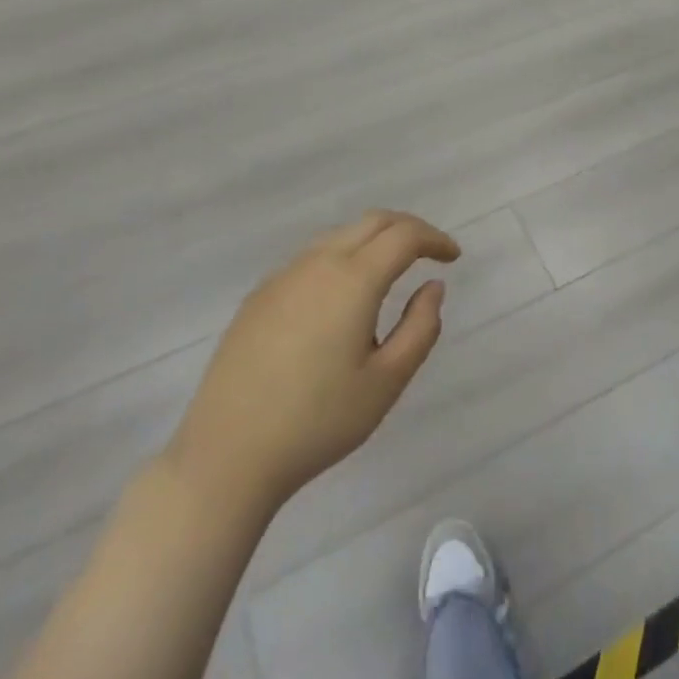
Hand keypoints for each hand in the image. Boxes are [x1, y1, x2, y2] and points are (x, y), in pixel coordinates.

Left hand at [166, 211, 459, 517]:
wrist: (226, 456)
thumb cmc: (317, 422)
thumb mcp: (386, 382)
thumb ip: (420, 328)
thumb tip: (432, 286)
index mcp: (353, 279)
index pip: (404, 236)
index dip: (435, 239)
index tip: (453, 258)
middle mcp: (318, 263)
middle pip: (373, 222)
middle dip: (408, 229)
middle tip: (429, 252)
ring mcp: (283, 276)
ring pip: (340, 235)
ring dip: (373, 240)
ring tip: (390, 271)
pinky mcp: (259, 296)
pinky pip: (311, 257)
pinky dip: (342, 257)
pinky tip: (342, 296)